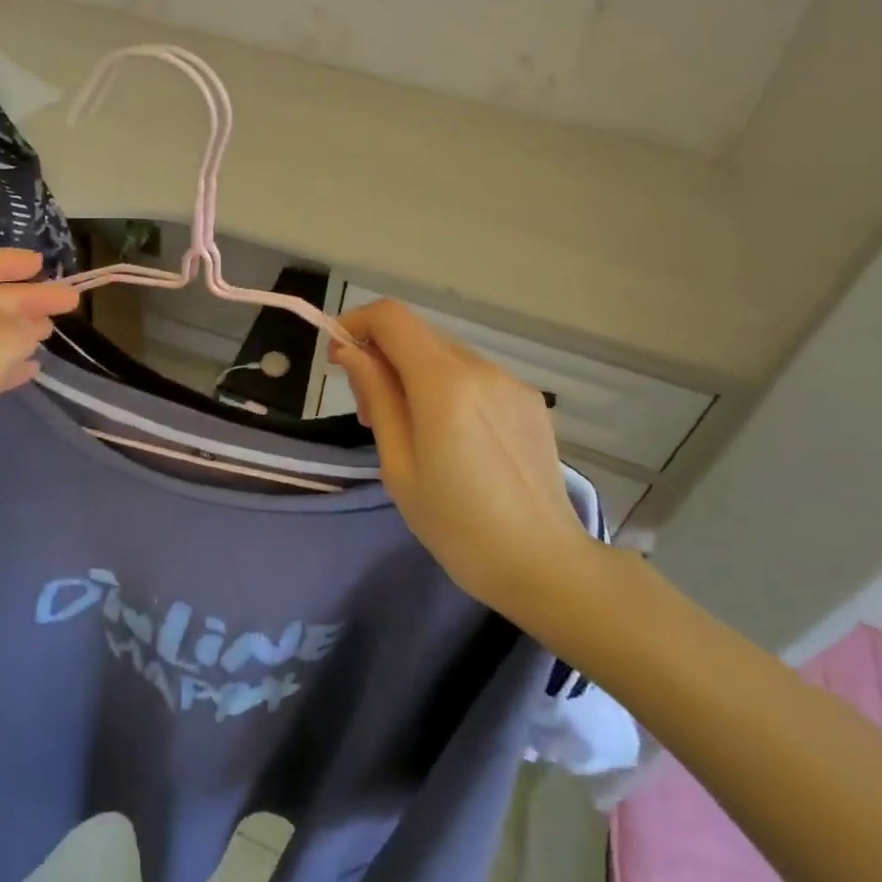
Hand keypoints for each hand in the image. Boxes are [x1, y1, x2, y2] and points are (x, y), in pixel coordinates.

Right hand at [329, 301, 606, 627]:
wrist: (543, 564)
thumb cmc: (457, 525)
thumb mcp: (399, 465)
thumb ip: (376, 397)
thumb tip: (350, 352)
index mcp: (444, 383)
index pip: (392, 317)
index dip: (357, 324)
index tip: (338, 358)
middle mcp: (480, 368)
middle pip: (417, 335)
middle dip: (382, 357)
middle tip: (369, 413)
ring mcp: (510, 381)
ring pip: (445, 355)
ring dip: (415, 374)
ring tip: (412, 431)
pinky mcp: (529, 399)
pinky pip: (475, 377)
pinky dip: (449, 388)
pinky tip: (455, 438)